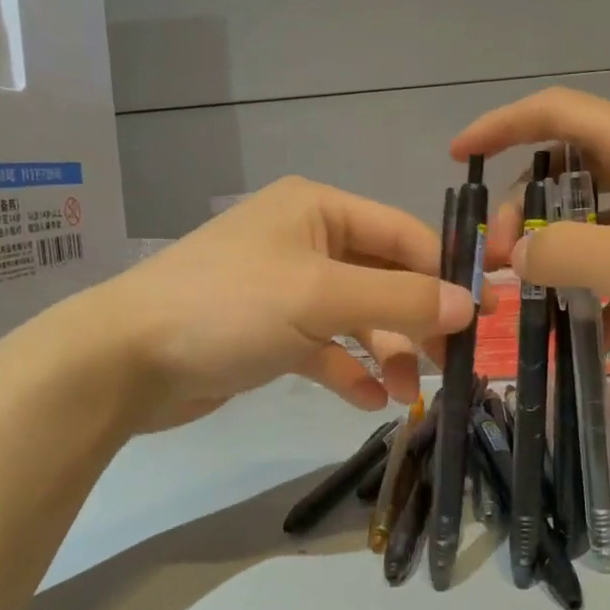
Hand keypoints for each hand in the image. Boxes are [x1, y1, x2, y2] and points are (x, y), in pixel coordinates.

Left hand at [72, 178, 480, 431]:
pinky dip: (347, 369)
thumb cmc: (230, 307)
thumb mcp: (321, 296)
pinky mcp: (266, 332)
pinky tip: (368, 399)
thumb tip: (470, 305)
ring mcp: (284, 288)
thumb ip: (401, 298)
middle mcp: (304, 240)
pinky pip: (323, 347)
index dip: (445, 272)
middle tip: (452, 365)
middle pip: (382, 277)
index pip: (402, 233)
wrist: (126, 359)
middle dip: (416, 320)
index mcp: (317, 210)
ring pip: (355, 316)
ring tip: (410, 394)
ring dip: (386, 352)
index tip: (483, 316)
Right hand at [451, 89, 609, 381]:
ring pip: (605, 216)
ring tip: (540, 304)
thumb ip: (561, 254)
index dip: (499, 127)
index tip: (456, 159)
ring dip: (566, 253)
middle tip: (502, 266)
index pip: (553, 112)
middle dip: (524, 211)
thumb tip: (515, 254)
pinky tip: (600, 327)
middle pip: (572, 168)